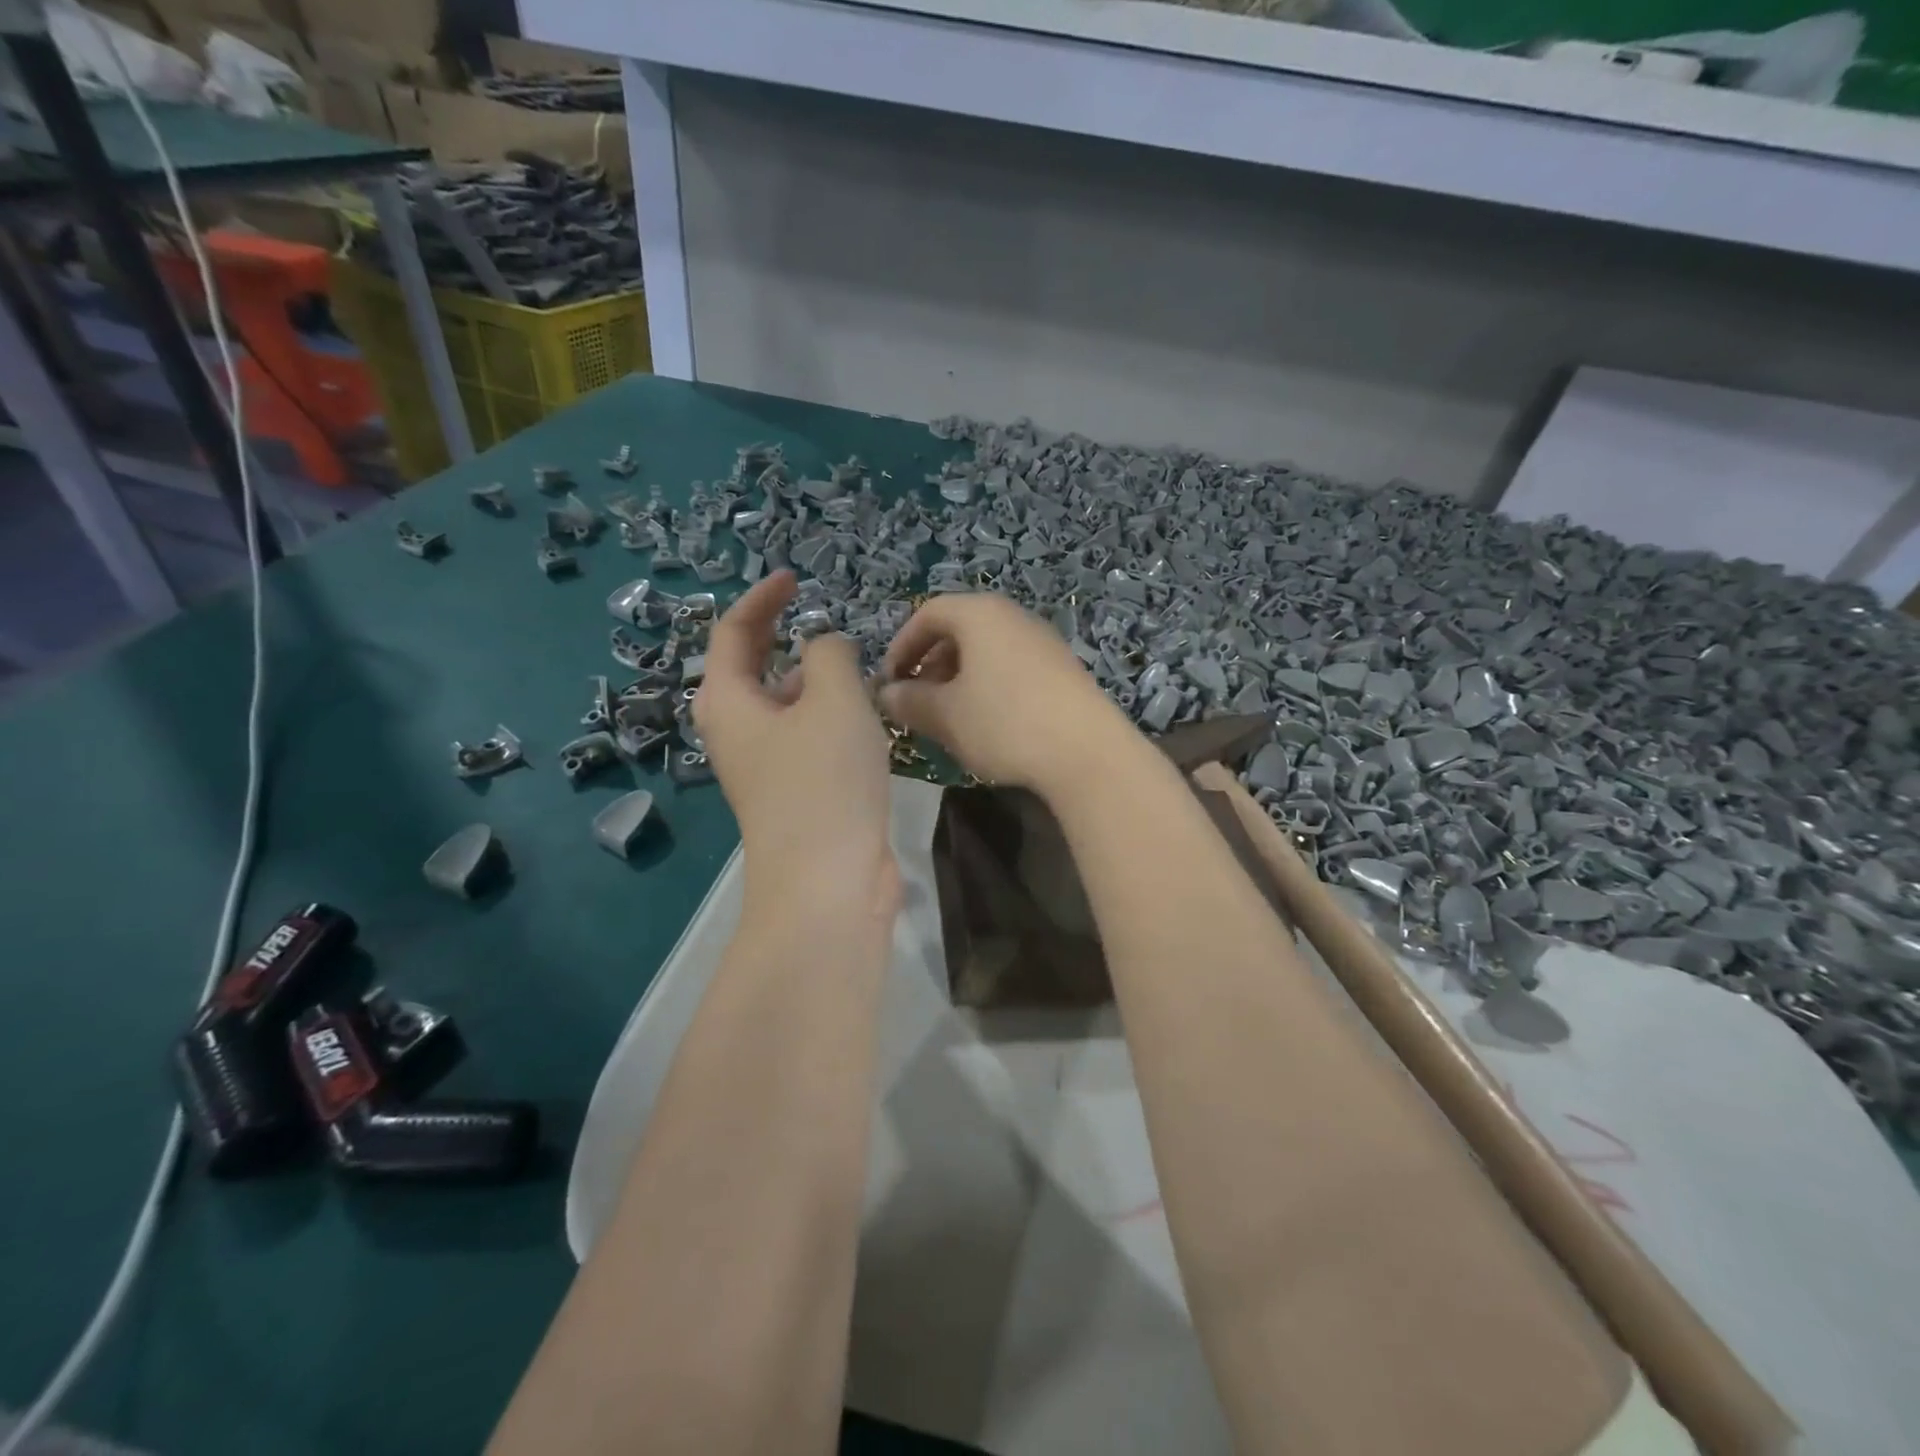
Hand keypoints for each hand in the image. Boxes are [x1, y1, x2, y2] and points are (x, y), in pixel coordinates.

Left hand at [694, 572, 897, 911]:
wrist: (828, 882)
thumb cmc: (824, 780)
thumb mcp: (833, 699)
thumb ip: (830, 655)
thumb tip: (826, 649)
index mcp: (728, 702)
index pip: (732, 632)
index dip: (762, 599)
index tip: (794, 577)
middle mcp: (737, 732)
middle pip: (753, 668)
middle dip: (784, 637)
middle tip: (825, 618)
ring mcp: (765, 766)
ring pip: (785, 705)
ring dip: (814, 679)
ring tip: (857, 665)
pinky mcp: (795, 792)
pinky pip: (806, 736)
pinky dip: (829, 716)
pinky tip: (865, 717)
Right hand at [878, 594, 1135, 795]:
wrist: (1087, 752)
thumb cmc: (1005, 723)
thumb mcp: (946, 715)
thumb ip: (910, 701)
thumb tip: (887, 695)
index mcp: (980, 614)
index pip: (928, 613)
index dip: (901, 646)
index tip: (889, 682)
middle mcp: (1013, 616)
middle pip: (959, 628)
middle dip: (929, 663)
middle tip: (916, 700)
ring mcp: (1043, 641)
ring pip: (987, 650)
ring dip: (958, 676)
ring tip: (949, 714)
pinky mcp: (1063, 668)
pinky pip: (1011, 665)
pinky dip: (988, 684)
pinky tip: (988, 722)